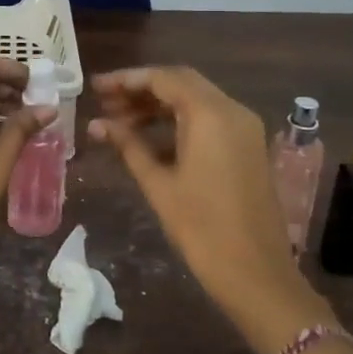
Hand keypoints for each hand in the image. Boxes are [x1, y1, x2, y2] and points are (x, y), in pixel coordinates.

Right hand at [89, 66, 332, 350]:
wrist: (256, 274)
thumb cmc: (201, 228)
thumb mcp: (158, 184)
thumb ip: (128, 146)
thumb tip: (97, 125)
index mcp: (211, 114)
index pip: (163, 79)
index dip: (126, 80)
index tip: (96, 88)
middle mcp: (232, 111)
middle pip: (181, 84)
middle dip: (141, 91)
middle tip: (105, 103)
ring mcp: (244, 129)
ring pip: (195, 102)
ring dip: (158, 107)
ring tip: (119, 123)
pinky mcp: (248, 148)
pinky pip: (209, 122)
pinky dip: (178, 124)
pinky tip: (149, 142)